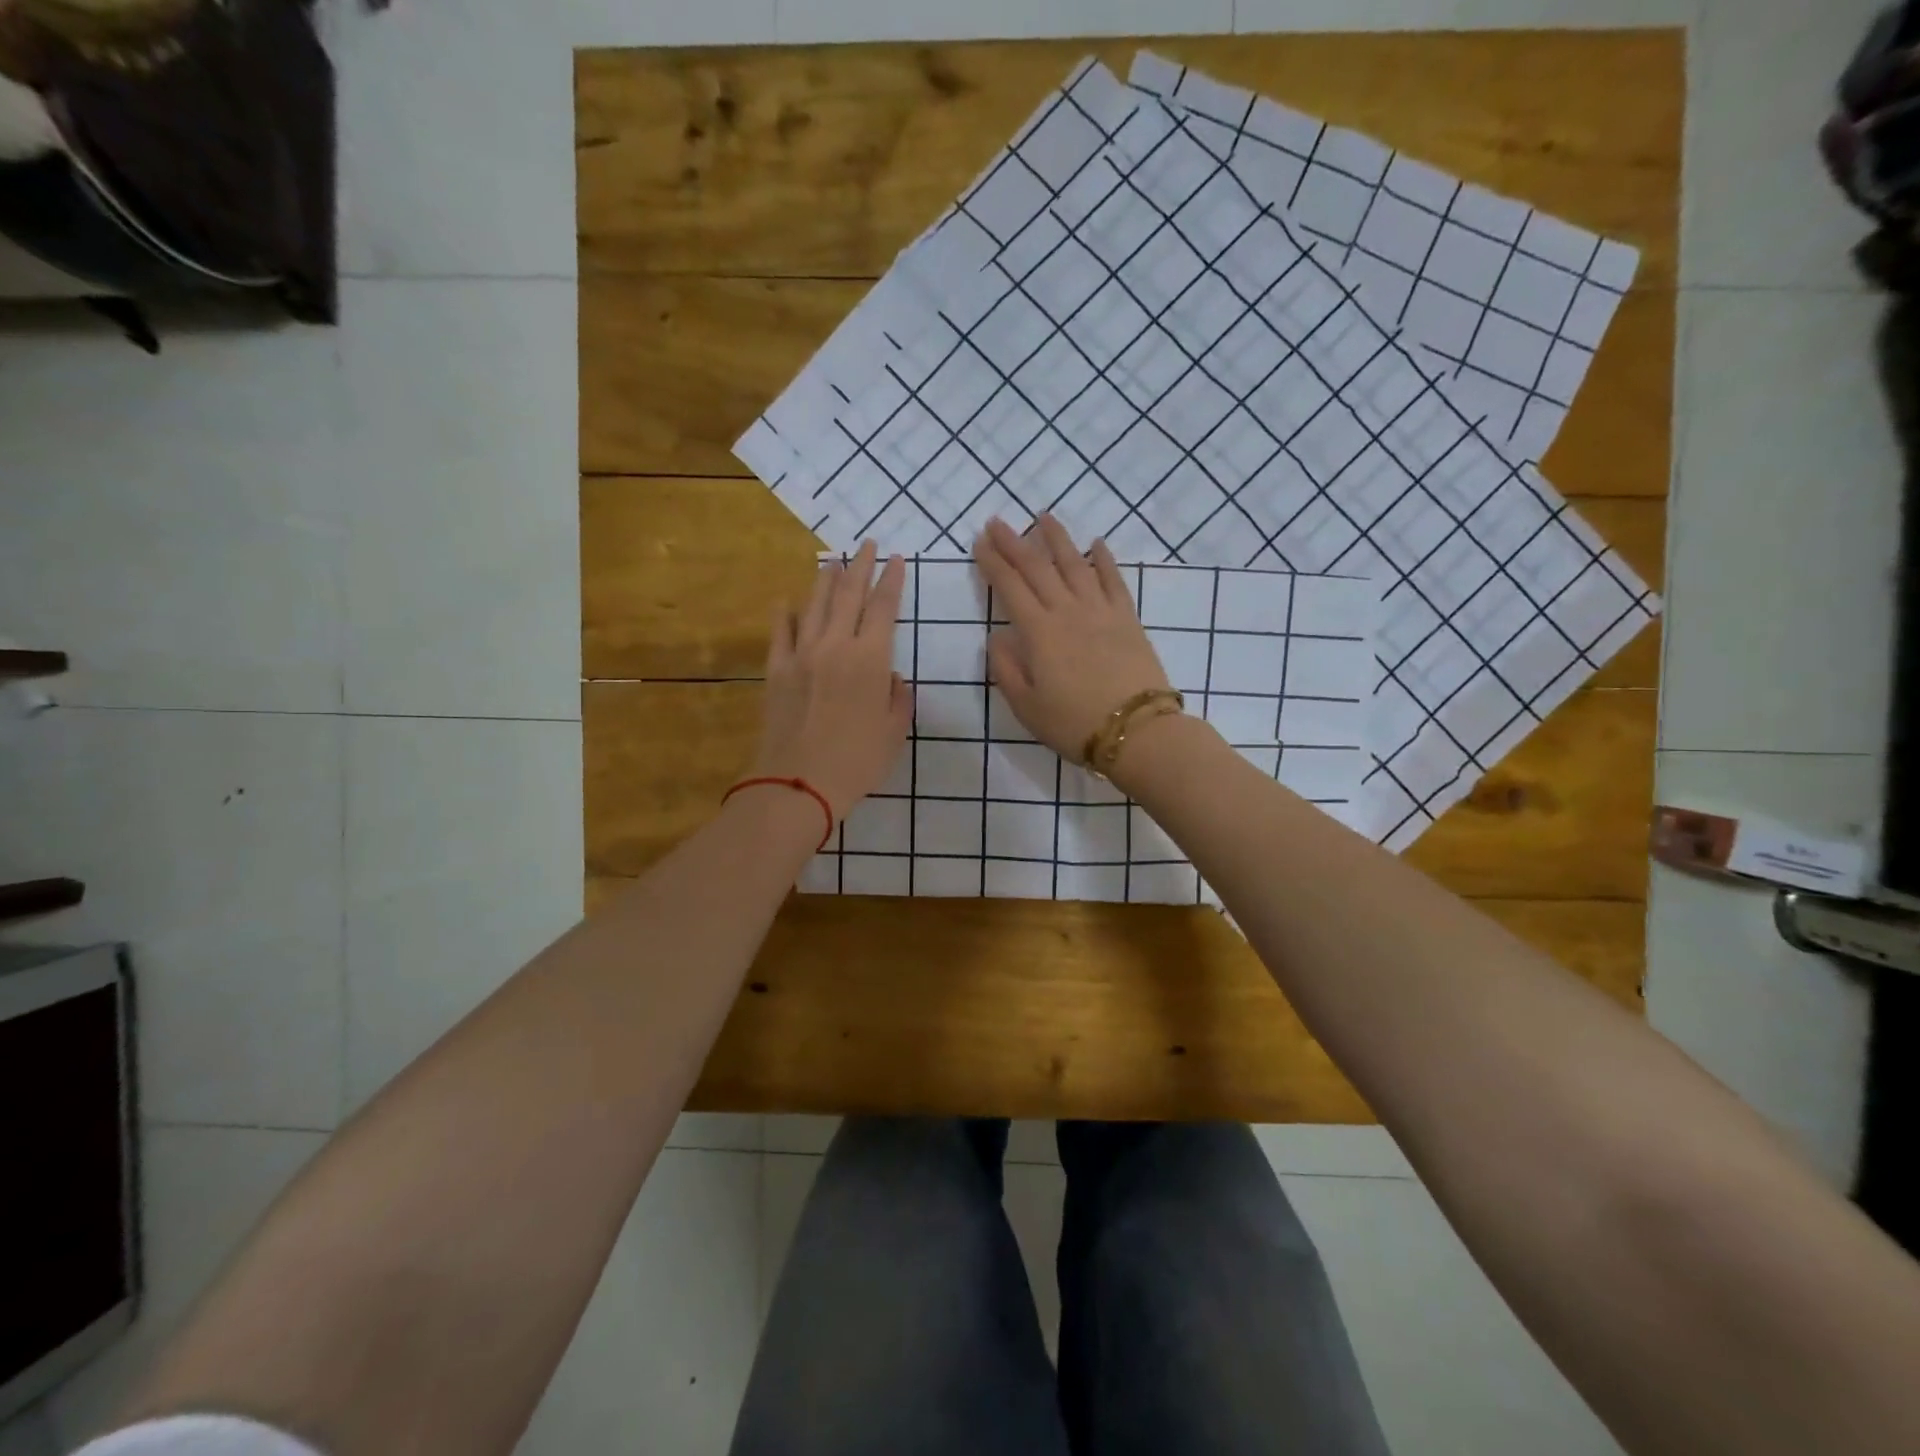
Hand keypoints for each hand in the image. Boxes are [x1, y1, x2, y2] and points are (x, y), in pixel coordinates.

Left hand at [753, 542, 913, 819]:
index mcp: (870, 659)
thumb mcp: (894, 732)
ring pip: (814, 604)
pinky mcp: (776, 669)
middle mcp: (835, 645)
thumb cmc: (857, 762)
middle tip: (867, 544)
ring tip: (833, 561)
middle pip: (849, 594)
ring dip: (826, 579)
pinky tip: (786, 600)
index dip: (892, 580)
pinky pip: (780, 632)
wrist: (799, 783)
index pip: (883, 608)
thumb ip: (898, 698)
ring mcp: (801, 654)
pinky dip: (784, 613)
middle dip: (860, 565)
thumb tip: (890, 679)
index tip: (896, 559)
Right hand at [974, 515, 1171, 762]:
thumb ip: (1006, 668)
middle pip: (1038, 568)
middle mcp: (1068, 611)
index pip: (1010, 588)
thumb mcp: (1026, 706)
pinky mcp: (1128, 618)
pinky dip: (1104, 559)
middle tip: (998, 522)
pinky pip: (1114, 580)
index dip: (993, 562)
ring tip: (1043, 517)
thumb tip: (997, 636)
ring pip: (1075, 564)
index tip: (979, 542)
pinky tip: (1097, 543)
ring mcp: (1101, 611)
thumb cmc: (1074, 724)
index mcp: (1039, 632)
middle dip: (1015, 543)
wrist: (1136, 732)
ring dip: (1057, 539)